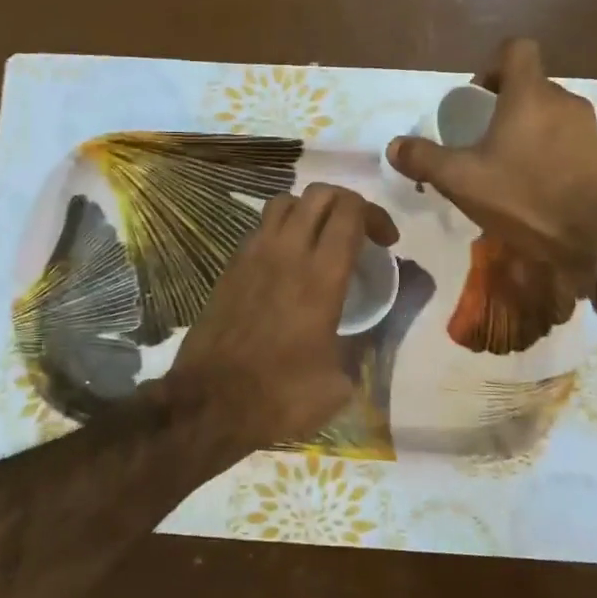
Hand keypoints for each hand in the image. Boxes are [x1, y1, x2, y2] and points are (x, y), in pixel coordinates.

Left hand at [161, 184, 398, 448]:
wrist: (210, 403)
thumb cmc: (281, 395)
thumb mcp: (339, 382)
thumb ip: (362, 346)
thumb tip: (371, 333)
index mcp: (321, 277)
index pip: (351, 212)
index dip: (376, 216)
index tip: (386, 242)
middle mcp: (287, 253)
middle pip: (320, 194)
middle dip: (348, 203)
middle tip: (360, 232)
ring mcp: (253, 255)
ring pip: (286, 202)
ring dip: (311, 209)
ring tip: (322, 237)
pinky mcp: (230, 266)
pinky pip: (261, 227)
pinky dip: (282, 228)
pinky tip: (288, 260)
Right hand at [388, 38, 596, 295]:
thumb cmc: (525, 198)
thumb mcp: (462, 180)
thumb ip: (425, 159)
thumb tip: (394, 146)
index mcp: (530, 94)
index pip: (516, 49)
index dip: (491, 65)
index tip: (476, 99)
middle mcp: (564, 101)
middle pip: (530, 85)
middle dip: (504, 106)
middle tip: (481, 140)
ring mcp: (588, 128)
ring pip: (549, 115)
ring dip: (526, 131)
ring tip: (506, 169)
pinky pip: (567, 141)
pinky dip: (548, 153)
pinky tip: (534, 188)